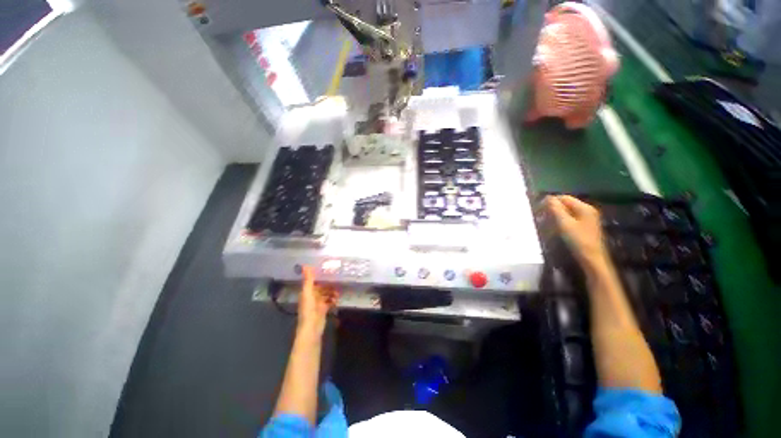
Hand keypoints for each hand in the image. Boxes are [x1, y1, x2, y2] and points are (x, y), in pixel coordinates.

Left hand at [297, 266, 338, 334]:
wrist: (312, 328)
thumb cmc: (308, 309)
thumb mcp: (308, 292)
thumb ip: (308, 279)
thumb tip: (305, 265)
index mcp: (306, 292)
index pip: (313, 282)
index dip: (320, 276)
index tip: (329, 270)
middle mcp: (312, 297)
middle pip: (321, 288)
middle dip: (328, 285)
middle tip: (337, 281)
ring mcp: (318, 304)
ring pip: (326, 294)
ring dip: (332, 292)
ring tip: (338, 292)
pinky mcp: (323, 310)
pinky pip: (329, 302)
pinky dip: (333, 300)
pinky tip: (337, 300)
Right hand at [544, 195, 609, 270]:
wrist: (592, 259)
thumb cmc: (578, 240)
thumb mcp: (564, 224)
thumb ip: (556, 209)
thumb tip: (548, 197)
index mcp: (584, 208)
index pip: (564, 198)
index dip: (551, 201)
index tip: (539, 208)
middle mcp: (588, 210)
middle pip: (567, 203)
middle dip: (554, 207)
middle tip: (542, 215)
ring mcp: (588, 219)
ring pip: (568, 211)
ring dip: (557, 214)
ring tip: (547, 221)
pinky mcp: (585, 226)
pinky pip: (571, 218)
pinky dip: (562, 219)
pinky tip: (556, 226)